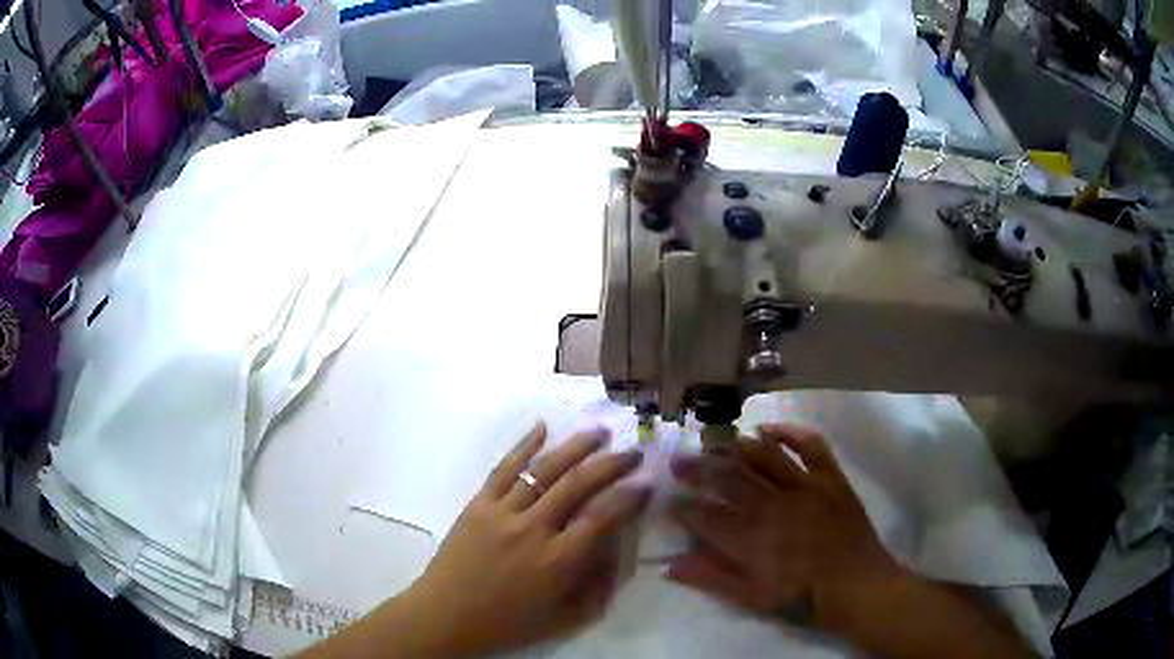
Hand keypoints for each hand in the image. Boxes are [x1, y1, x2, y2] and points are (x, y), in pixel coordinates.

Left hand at [405, 423, 648, 655]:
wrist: (445, 616)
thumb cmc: (507, 623)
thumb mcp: (564, 619)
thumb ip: (598, 589)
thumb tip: (618, 554)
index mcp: (557, 561)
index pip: (602, 517)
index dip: (629, 496)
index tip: (647, 483)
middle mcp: (533, 529)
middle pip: (578, 484)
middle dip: (611, 464)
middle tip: (632, 452)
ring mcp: (502, 512)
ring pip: (544, 470)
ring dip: (575, 447)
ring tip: (599, 433)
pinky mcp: (478, 504)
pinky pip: (503, 469)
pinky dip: (523, 445)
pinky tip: (541, 427)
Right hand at [665, 423, 901, 630]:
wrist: (858, 586)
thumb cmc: (804, 598)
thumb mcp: (753, 598)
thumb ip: (712, 579)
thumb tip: (670, 565)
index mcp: (753, 540)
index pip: (707, 518)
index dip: (684, 509)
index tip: (669, 502)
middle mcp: (775, 506)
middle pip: (730, 480)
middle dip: (699, 470)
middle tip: (679, 461)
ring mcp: (806, 487)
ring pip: (765, 457)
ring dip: (736, 447)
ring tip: (715, 442)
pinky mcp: (830, 478)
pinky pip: (810, 446)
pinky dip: (789, 432)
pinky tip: (768, 429)